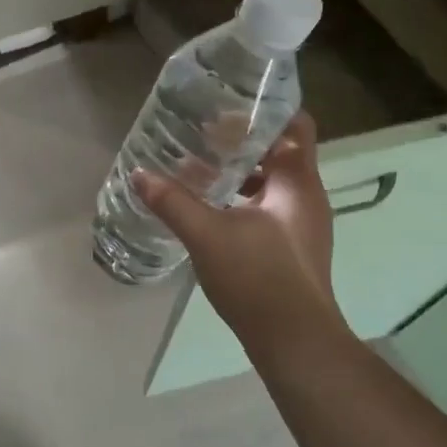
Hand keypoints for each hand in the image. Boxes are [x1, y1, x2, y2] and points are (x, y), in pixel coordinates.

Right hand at [131, 112, 343, 350]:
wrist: (295, 342)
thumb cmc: (258, 277)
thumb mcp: (207, 234)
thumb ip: (172, 201)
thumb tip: (139, 174)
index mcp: (298, 182)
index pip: (296, 125)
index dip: (266, 110)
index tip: (229, 105)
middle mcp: (307, 197)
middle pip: (280, 153)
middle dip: (242, 143)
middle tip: (202, 134)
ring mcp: (302, 226)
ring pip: (272, 184)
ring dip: (240, 174)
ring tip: (200, 168)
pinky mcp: (292, 249)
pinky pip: (268, 210)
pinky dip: (242, 201)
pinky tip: (210, 210)